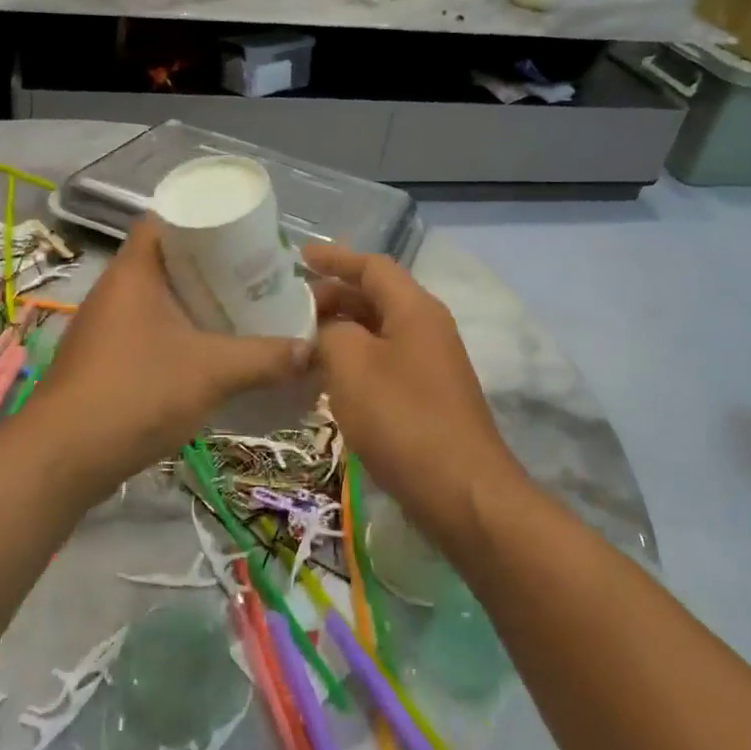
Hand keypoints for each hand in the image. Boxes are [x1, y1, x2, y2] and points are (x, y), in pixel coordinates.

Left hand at [25, 218, 310, 497]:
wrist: (62, 458)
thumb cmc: (136, 393)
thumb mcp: (212, 372)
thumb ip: (265, 359)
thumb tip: (313, 351)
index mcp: (134, 272)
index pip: (163, 220)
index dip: (201, 218)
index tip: (241, 232)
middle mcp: (115, 290)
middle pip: (166, 259)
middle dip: (210, 265)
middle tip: (253, 273)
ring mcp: (105, 326)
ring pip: (158, 297)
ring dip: (195, 302)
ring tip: (240, 308)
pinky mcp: (104, 359)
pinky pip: (149, 329)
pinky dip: (179, 331)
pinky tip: (209, 351)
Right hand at [306, 244, 520, 537]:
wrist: (461, 491)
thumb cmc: (402, 418)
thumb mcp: (352, 365)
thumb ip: (330, 333)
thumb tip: (326, 332)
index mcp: (415, 309)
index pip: (372, 266)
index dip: (334, 258)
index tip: (297, 258)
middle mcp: (427, 328)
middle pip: (376, 297)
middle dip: (333, 296)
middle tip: (289, 309)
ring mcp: (431, 364)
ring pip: (378, 332)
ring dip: (341, 331)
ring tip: (300, 341)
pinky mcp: (427, 397)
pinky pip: (384, 362)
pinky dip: (354, 360)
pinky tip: (327, 380)